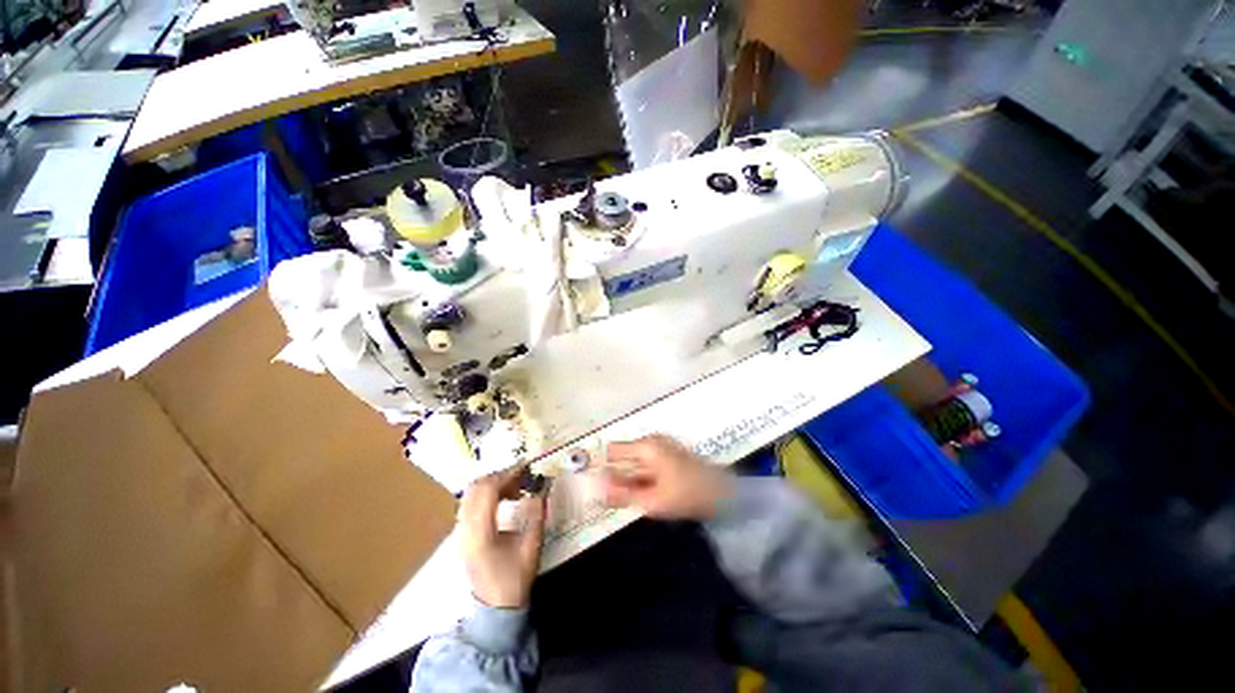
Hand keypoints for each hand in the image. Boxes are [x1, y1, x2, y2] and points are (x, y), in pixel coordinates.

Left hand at [459, 467, 546, 608]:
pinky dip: (487, 493)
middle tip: (522, 477)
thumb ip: (537, 514)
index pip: (487, 491)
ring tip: (515, 487)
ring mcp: (460, 531)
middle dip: (500, 476)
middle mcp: (465, 529)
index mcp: (480, 533)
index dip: (507, 474)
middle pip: (476, 487)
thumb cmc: (514, 578)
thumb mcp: (531, 546)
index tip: (526, 468)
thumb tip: (543, 486)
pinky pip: (471, 502)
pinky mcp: (463, 533)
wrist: (495, 608)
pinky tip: (504, 498)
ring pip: (472, 493)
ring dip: (493, 483)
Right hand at [601, 434, 730, 520]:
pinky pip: (647, 464)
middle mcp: (651, 441)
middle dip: (618, 476)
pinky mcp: (669, 454)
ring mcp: (661, 446)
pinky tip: (646, 493)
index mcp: (645, 446)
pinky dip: (643, 477)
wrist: (723, 492)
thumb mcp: (652, 500)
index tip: (601, 488)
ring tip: (631, 499)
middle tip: (614, 499)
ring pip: (636, 462)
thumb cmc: (686, 494)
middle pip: (625, 456)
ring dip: (631, 478)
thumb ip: (623, 494)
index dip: (605, 468)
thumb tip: (598, 490)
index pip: (613, 451)